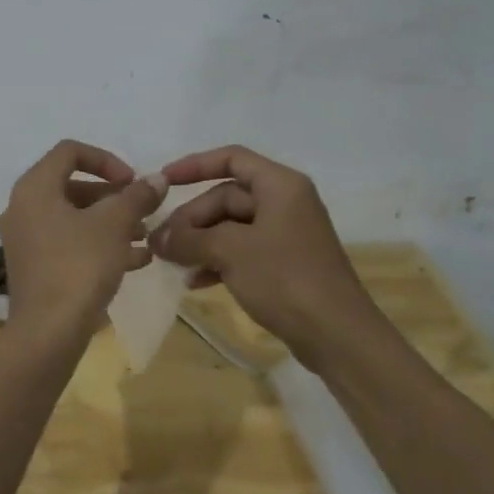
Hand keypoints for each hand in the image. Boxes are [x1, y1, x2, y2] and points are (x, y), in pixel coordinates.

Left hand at [0, 140, 164, 333]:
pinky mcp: (35, 267)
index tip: (132, 181)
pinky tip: (136, 261)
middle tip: (144, 211)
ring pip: (74, 218)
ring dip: (111, 222)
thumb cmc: (79, 266)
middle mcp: (23, 208)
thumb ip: (137, 196)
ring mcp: (26, 239)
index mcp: (35, 188)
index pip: (70, 152)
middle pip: (73, 186)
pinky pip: (69, 243)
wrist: (48, 332)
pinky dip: (99, 244)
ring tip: (146, 237)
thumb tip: (157, 179)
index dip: (106, 159)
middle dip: (114, 197)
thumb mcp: (114, 225)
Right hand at [150, 145, 374, 362]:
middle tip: (161, 244)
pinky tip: (194, 282)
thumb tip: (157, 238)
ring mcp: (285, 235)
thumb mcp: (230, 252)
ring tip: (172, 264)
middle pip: (226, 197)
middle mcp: (284, 203)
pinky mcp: (284, 264)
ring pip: (230, 227)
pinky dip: (217, 261)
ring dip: (199, 243)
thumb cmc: (285, 279)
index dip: (194, 166)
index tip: (162, 182)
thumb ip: (189, 239)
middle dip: (191, 219)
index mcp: (280, 186)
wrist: (336, 334)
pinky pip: (241, 251)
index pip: (231, 159)